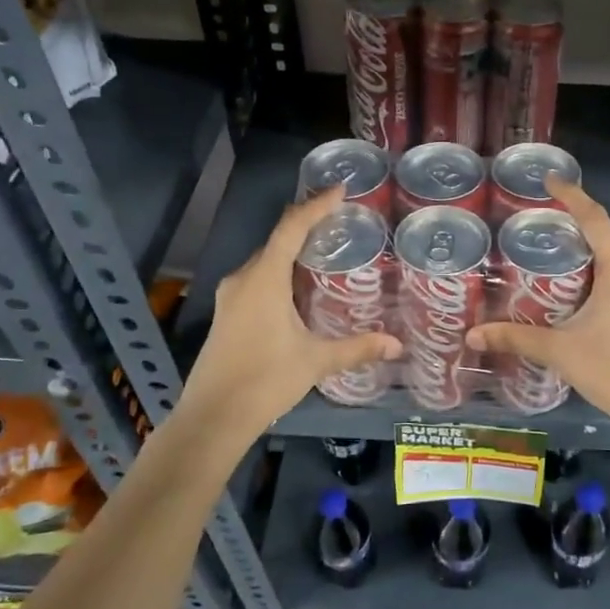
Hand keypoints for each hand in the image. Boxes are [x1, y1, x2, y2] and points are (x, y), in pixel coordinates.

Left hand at [180, 188, 400, 434]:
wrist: (212, 417)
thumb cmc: (265, 380)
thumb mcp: (316, 361)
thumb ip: (357, 348)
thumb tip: (397, 344)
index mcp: (264, 279)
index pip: (291, 228)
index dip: (316, 206)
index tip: (340, 191)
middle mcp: (243, 279)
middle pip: (277, 240)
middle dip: (307, 226)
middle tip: (341, 223)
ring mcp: (231, 297)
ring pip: (265, 261)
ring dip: (293, 251)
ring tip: (326, 251)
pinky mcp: (227, 314)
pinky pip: (257, 279)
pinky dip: (280, 272)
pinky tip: (299, 288)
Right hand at [467, 176, 609, 455]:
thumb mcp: (559, 351)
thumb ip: (515, 338)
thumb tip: (472, 334)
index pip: (596, 221)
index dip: (573, 196)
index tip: (551, 179)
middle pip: (605, 241)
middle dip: (574, 231)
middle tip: (539, 228)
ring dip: (586, 260)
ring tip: (551, 264)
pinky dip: (598, 281)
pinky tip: (575, 299)